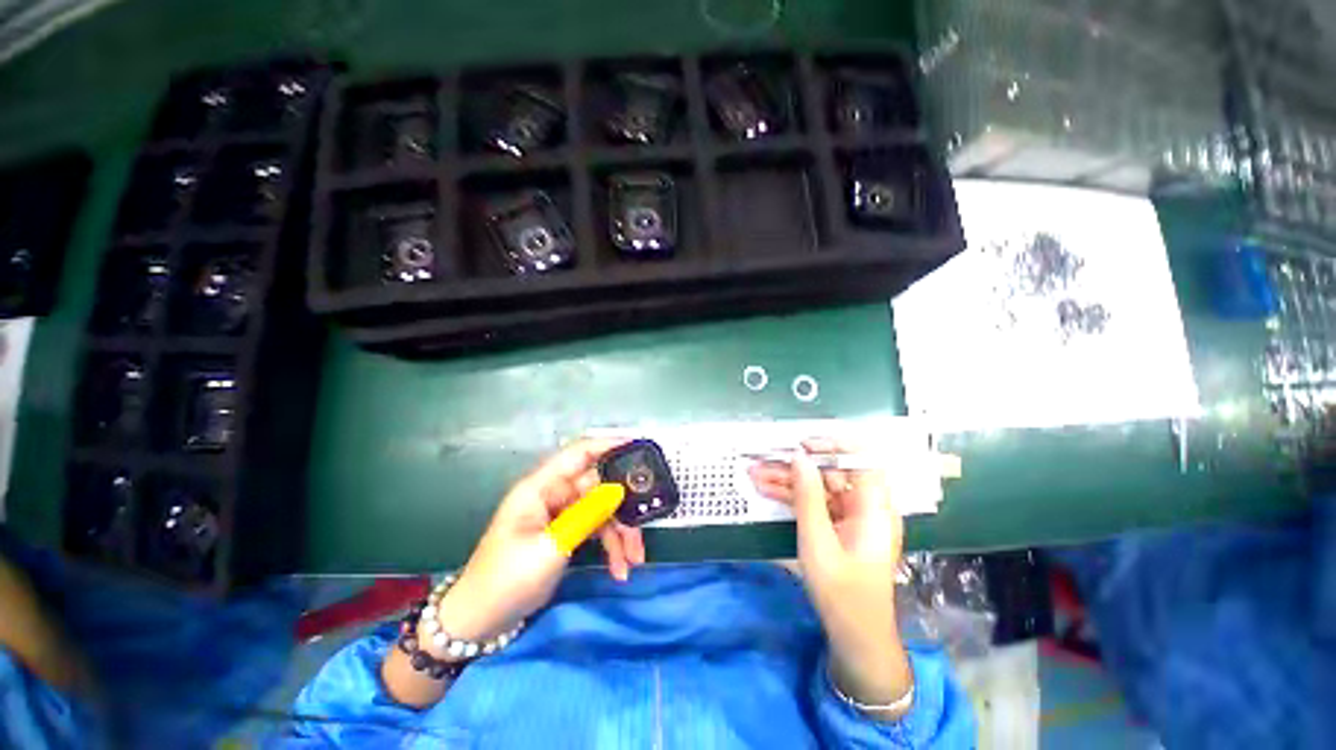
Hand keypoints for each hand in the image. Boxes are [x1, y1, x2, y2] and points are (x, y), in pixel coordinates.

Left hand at [436, 438, 645, 644]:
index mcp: (542, 487)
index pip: (580, 452)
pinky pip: (597, 529)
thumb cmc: (507, 579)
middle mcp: (555, 494)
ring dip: (622, 533)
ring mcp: (562, 513)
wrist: (480, 622)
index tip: (641, 449)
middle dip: (624, 507)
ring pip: (603, 509)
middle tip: (645, 526)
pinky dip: (611, 546)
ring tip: (634, 560)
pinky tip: (620, 569)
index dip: (610, 445)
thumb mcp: (552, 546)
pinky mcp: (567, 532)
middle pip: (600, 486)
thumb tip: (620, 490)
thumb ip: (587, 515)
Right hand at [749, 438, 912, 714]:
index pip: (863, 459)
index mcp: (874, 507)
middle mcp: (865, 506)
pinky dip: (792, 497)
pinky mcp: (837, 526)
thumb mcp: (818, 541)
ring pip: (818, 487)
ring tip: (754, 474)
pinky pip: (814, 503)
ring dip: (787, 480)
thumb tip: (799, 457)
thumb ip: (808, 496)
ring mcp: (850, 516)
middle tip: (764, 459)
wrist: (854, 635)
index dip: (834, 445)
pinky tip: (765, 489)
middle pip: (831, 472)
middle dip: (796, 466)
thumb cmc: (841, 591)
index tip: (803, 445)